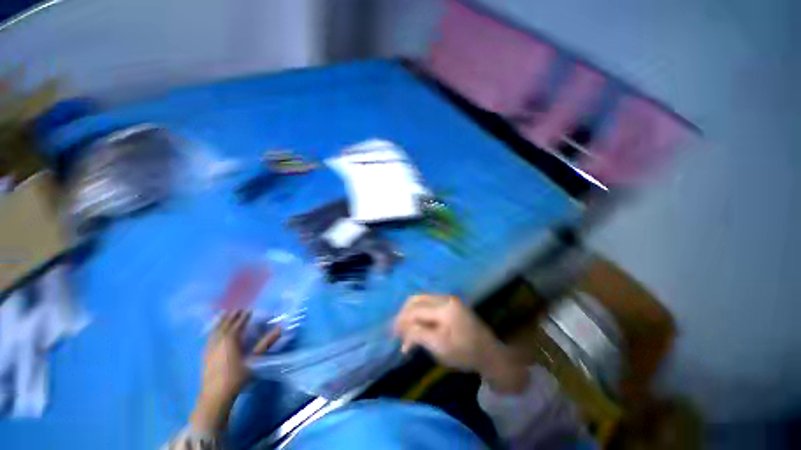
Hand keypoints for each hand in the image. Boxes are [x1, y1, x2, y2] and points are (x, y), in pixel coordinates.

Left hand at [191, 311, 280, 431]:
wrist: (215, 396)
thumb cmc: (237, 376)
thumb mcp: (255, 359)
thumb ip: (267, 342)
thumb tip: (280, 328)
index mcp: (231, 339)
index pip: (238, 323)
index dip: (244, 316)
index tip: (250, 309)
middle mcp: (219, 340)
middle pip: (225, 324)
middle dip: (232, 315)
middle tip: (238, 308)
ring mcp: (210, 348)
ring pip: (215, 329)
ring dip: (220, 321)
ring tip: (224, 313)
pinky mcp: (205, 355)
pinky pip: (209, 337)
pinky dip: (213, 330)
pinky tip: (213, 331)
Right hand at [393, 295, 528, 393]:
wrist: (489, 353)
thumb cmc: (465, 353)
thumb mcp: (440, 347)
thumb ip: (419, 335)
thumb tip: (402, 330)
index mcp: (444, 308)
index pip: (416, 310)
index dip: (402, 320)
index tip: (393, 333)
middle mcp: (445, 298)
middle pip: (417, 299)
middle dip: (404, 313)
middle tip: (397, 329)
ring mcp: (448, 299)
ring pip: (422, 299)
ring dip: (411, 312)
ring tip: (404, 328)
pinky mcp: (450, 304)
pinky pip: (428, 303)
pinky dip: (419, 312)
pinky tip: (416, 324)